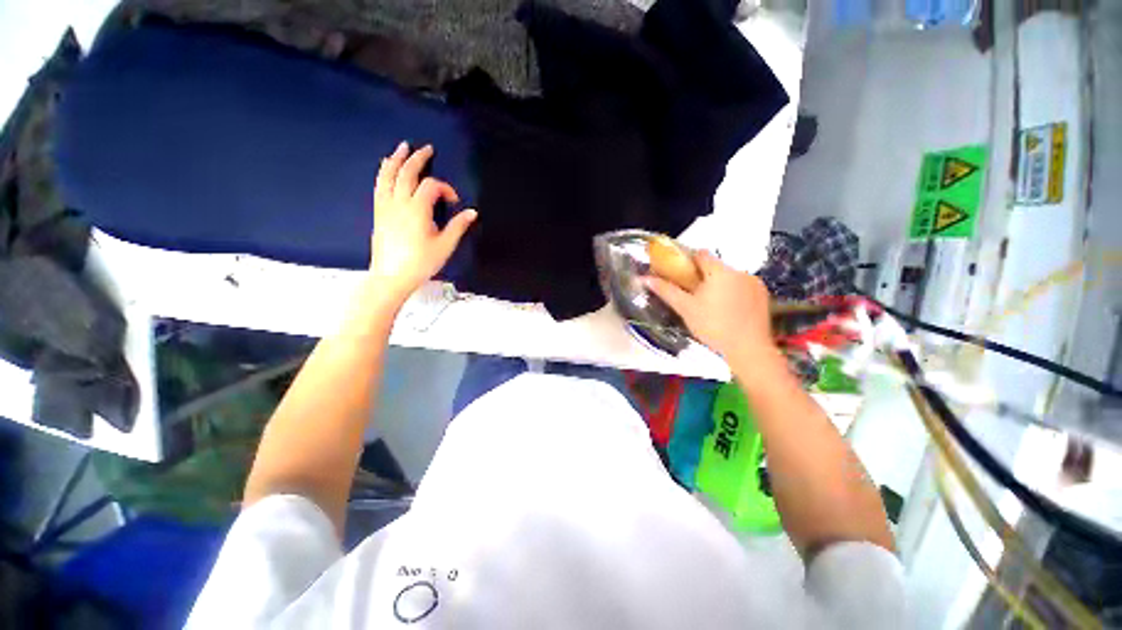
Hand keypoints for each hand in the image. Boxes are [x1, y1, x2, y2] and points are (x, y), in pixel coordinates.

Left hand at [369, 142, 476, 303]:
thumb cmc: (421, 263)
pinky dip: (383, 173)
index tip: (454, 201)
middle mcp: (399, 203)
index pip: (431, 186)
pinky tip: (385, 167)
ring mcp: (386, 206)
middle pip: (407, 173)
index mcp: (418, 209)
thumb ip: (458, 226)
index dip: (445, 189)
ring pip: (388, 175)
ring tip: (403, 147)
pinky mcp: (379, 213)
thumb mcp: (445, 246)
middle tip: (427, 148)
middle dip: (418, 159)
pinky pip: (379, 186)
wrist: (392, 276)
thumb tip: (472, 212)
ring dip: (397, 159)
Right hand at [645, 251, 774, 362]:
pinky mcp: (763, 295)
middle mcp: (740, 271)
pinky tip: (729, 310)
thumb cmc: (713, 326)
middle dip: (703, 276)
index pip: (701, 254)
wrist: (748, 348)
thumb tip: (645, 278)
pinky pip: (743, 286)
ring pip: (730, 277)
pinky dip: (734, 293)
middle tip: (693, 295)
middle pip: (716, 267)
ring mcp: (754, 282)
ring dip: (719, 285)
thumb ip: (666, 291)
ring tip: (711, 306)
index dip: (688, 260)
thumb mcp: (686, 309)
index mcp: (719, 271)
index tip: (680, 273)